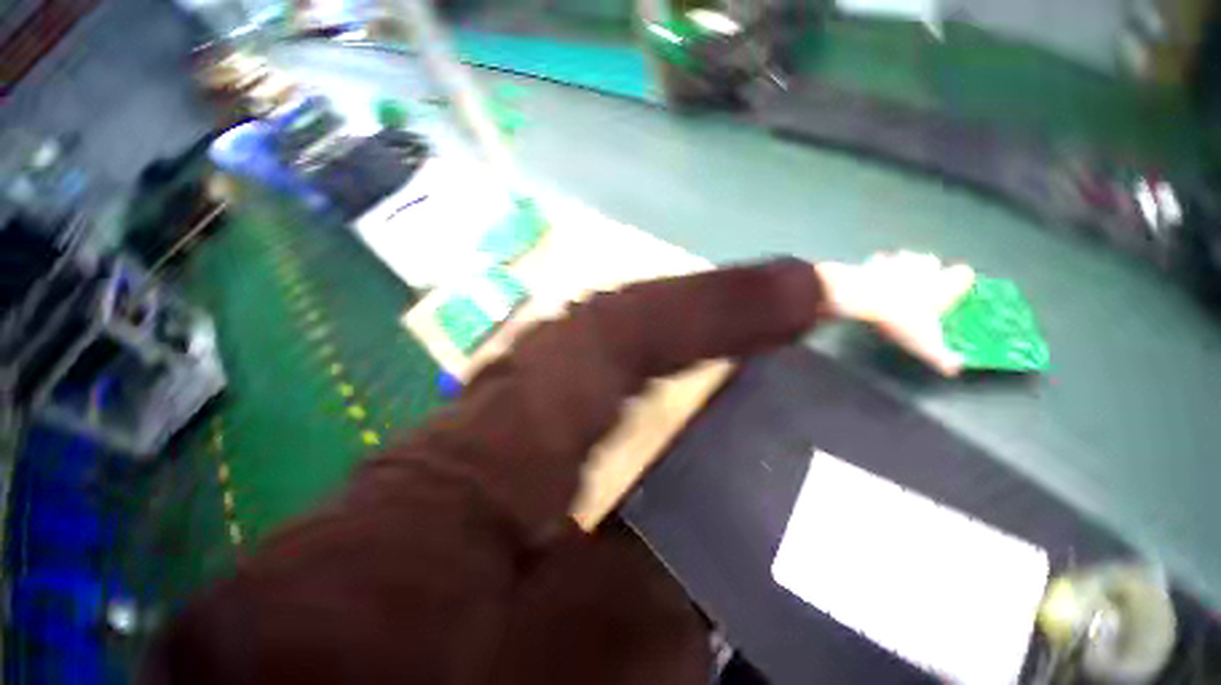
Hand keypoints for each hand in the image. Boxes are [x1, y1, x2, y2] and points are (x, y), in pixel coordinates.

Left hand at [816, 252, 975, 375]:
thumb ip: (942, 357)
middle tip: (922, 287)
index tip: (957, 289)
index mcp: (943, 285)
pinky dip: (877, 267)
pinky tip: (871, 277)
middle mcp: (924, 268)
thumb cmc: (898, 319)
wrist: (859, 299)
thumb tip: (953, 368)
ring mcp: (896, 261)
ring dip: (904, 266)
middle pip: (934, 262)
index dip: (961, 281)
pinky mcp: (872, 262)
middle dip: (930, 271)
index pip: (964, 274)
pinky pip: (879, 260)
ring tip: (896, 281)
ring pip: (907, 256)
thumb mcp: (923, 344)